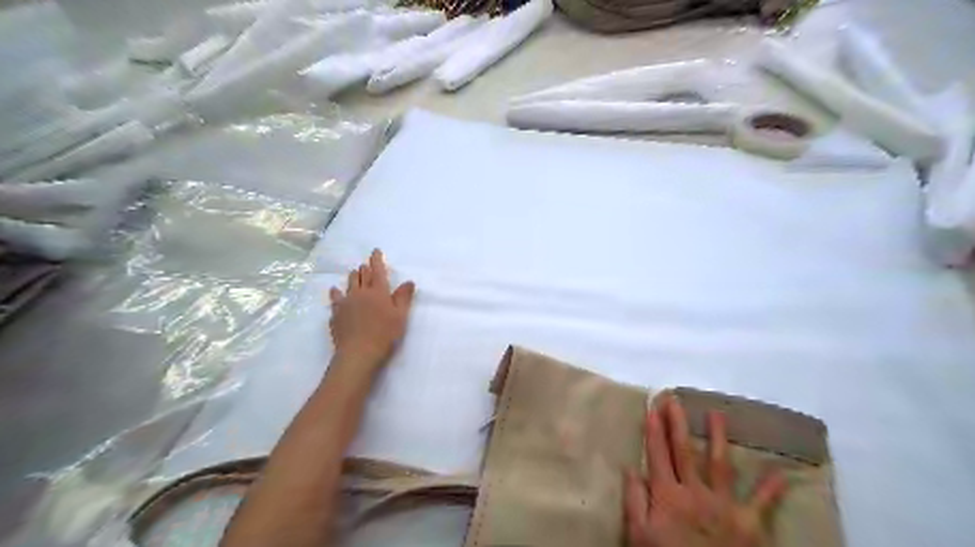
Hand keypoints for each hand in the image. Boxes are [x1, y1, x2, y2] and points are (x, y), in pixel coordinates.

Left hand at [329, 247, 416, 368]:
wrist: (358, 352)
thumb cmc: (385, 334)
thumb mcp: (401, 316)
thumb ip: (404, 298)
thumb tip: (408, 281)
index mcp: (378, 292)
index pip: (378, 271)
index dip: (377, 260)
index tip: (375, 251)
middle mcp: (361, 293)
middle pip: (361, 276)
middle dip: (364, 268)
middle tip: (365, 264)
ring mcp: (346, 303)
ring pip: (348, 285)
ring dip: (351, 277)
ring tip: (352, 272)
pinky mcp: (336, 314)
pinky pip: (336, 299)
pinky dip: (336, 294)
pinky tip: (334, 292)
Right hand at [624, 398, 791, 546]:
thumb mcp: (639, 535)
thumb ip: (634, 501)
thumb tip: (630, 467)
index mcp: (667, 495)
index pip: (657, 455)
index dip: (654, 431)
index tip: (652, 408)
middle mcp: (695, 492)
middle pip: (684, 451)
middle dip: (677, 423)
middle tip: (675, 400)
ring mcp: (724, 505)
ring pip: (719, 464)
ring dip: (718, 437)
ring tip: (717, 414)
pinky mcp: (749, 523)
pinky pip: (762, 503)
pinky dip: (772, 488)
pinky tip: (781, 472)